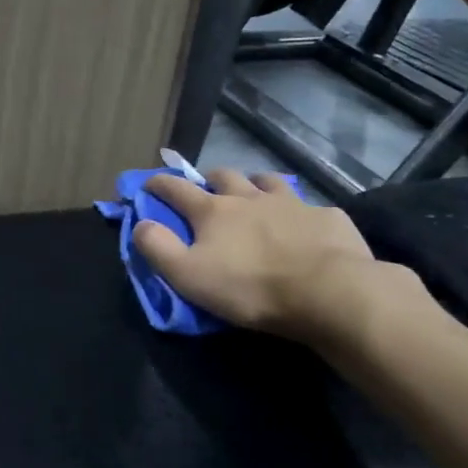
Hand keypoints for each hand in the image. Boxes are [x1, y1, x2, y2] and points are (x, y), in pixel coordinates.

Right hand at [131, 170, 421, 352]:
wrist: (328, 292)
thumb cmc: (250, 288)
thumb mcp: (189, 276)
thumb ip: (159, 248)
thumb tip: (140, 224)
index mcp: (214, 211)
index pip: (176, 189)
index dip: (159, 184)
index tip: (148, 182)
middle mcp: (250, 197)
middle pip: (224, 175)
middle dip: (209, 179)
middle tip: (207, 191)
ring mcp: (292, 203)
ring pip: (267, 181)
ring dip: (255, 184)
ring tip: (254, 195)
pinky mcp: (326, 217)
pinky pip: (309, 206)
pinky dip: (299, 212)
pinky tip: (304, 225)